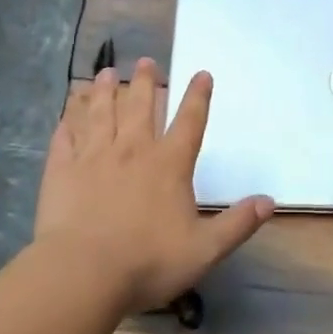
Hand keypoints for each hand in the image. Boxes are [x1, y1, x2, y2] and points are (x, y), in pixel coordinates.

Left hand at [34, 58, 273, 313]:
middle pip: (140, 106)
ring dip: (103, 91)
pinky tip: (66, 114)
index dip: (198, 96)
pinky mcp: (62, 170)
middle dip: (145, 81)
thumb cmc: (148, 261)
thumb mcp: (205, 249)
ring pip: (100, 113)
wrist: (83, 273)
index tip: (202, 73)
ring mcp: (93, 156)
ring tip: (105, 73)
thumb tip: (269, 201)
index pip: (189, 121)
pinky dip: (67, 122)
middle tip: (145, 60)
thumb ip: (237, 223)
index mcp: (169, 164)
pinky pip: (65, 138)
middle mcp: (133, 149)